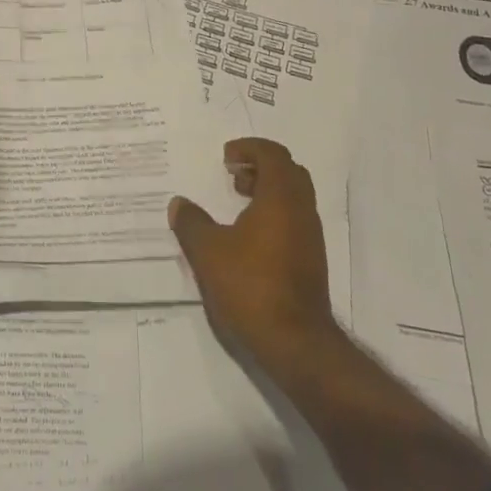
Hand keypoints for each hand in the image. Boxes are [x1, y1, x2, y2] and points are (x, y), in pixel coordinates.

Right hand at [169, 138, 336, 367]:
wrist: (295, 342)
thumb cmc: (251, 285)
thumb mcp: (208, 251)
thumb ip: (191, 222)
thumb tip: (178, 204)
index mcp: (281, 198)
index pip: (273, 154)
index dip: (249, 148)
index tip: (226, 157)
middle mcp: (302, 211)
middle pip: (289, 172)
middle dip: (260, 166)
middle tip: (233, 174)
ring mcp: (311, 237)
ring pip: (293, 197)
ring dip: (267, 191)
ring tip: (237, 202)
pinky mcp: (311, 261)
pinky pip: (294, 220)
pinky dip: (273, 214)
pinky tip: (247, 236)